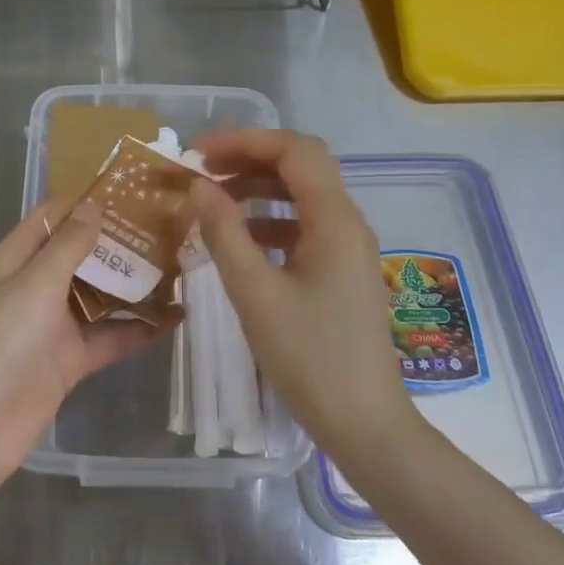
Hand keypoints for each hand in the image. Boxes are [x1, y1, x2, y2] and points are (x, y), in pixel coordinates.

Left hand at [0, 198, 164, 494]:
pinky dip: (139, 327)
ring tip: (181, 263)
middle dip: (119, 240)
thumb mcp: (34, 284)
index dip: (86, 200)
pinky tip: (175, 316)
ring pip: (100, 294)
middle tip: (170, 224)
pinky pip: (110, 336)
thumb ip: (68, 246)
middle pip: (81, 254)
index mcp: (16, 259)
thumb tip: (94, 204)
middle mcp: (36, 286)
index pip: (53, 218)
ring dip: (133, 282)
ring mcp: (54, 324)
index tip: (132, 187)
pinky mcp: (71, 360)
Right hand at [189, 130, 416, 466]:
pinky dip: (270, 220)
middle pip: (301, 166)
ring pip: (302, 195)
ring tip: (212, 200)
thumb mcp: (255, 294)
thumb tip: (199, 186)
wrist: (364, 423)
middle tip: (203, 171)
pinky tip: (239, 240)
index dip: (245, 141)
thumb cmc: (309, 358)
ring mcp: (347, 248)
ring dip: (258, 188)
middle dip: (250, 159)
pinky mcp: (341, 271)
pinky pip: (304, 226)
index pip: (294, 151)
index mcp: (335, 220)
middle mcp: (348, 223)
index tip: (199, 153)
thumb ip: (224, 233)